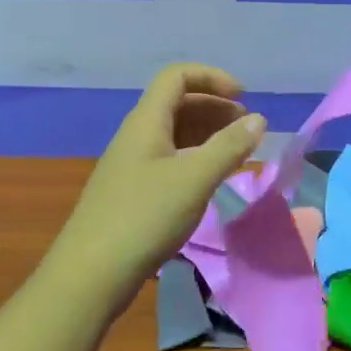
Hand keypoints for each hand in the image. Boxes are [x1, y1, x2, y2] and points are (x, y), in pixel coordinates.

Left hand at [41, 64, 265, 316]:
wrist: (91, 274)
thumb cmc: (144, 218)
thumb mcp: (194, 180)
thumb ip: (229, 147)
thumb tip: (259, 119)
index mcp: (146, 122)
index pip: (177, 76)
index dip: (212, 78)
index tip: (243, 99)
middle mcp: (136, 135)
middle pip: (177, 103)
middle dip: (215, 107)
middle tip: (247, 128)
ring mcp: (132, 164)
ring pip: (174, 133)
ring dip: (207, 133)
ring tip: (237, 152)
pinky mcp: (132, 191)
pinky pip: (169, 158)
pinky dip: (195, 158)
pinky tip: (211, 178)